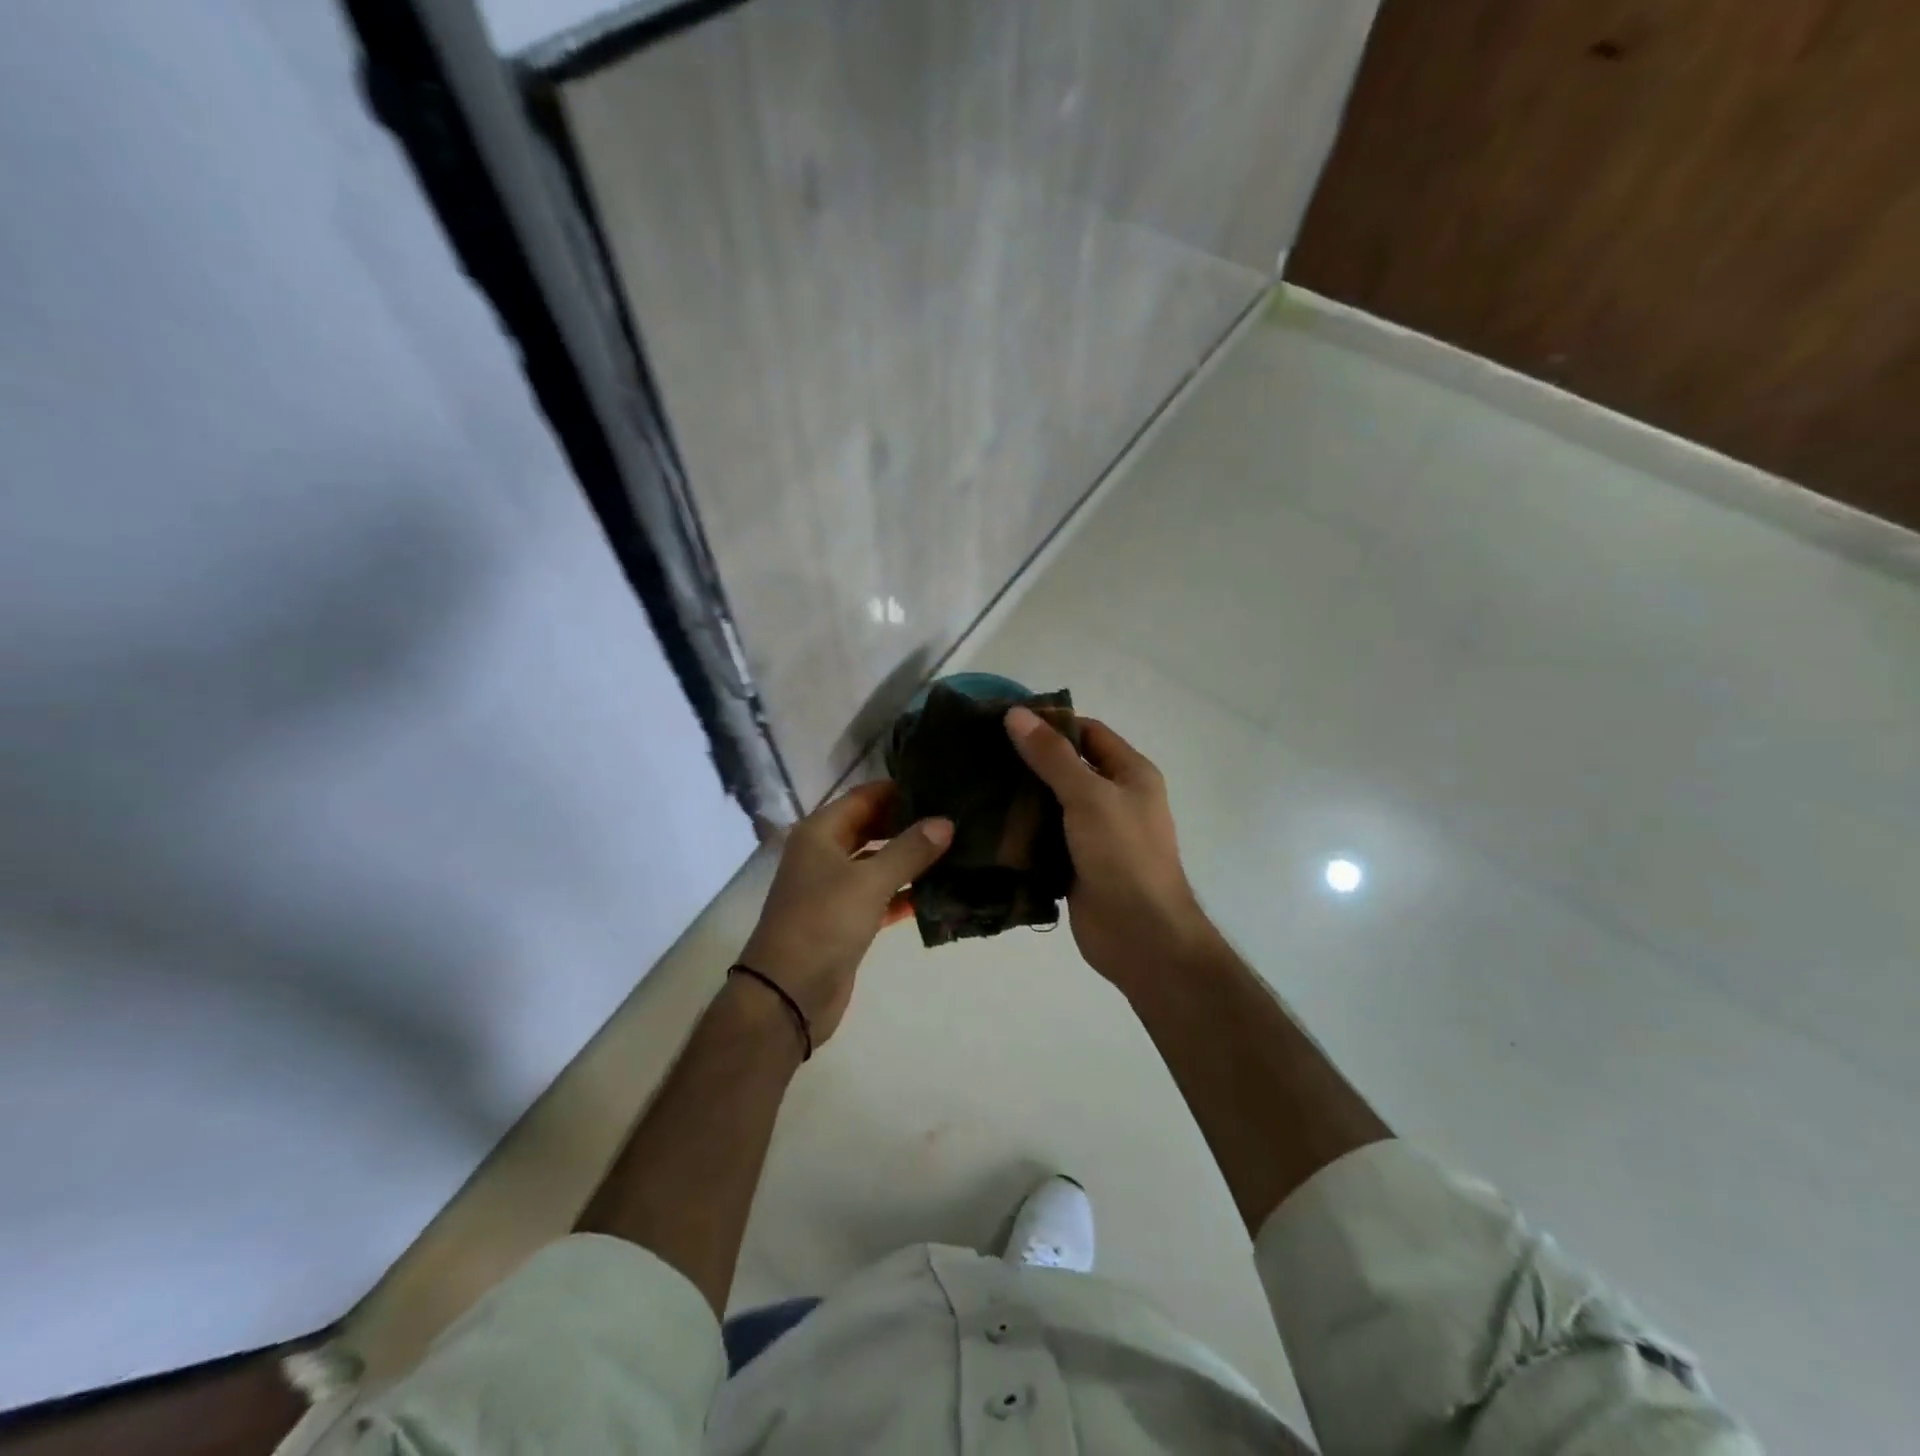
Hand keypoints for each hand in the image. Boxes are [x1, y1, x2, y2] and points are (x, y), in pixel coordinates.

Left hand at [738, 782, 951, 1046]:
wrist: (788, 995)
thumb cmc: (823, 923)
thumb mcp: (869, 881)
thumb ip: (910, 850)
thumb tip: (946, 822)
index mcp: (820, 833)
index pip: (864, 797)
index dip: (898, 790)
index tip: (940, 786)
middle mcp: (824, 855)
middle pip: (871, 828)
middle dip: (908, 823)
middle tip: (954, 817)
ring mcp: (834, 889)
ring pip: (877, 863)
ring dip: (909, 859)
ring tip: (956, 849)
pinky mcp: (846, 920)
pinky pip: (880, 896)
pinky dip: (904, 893)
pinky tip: (938, 892)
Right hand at [1004, 707, 1215, 993]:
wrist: (1141, 936)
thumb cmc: (1123, 855)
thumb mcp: (1089, 796)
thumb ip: (1052, 757)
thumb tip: (1016, 714)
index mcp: (1130, 774)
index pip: (1088, 732)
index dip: (1051, 723)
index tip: (1004, 721)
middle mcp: (1114, 799)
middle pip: (1067, 768)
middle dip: (1028, 760)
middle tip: (979, 752)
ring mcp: (1094, 834)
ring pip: (1051, 805)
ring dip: (1020, 799)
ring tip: (974, 785)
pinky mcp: (1075, 864)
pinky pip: (1044, 839)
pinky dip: (1020, 833)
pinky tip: (986, 826)